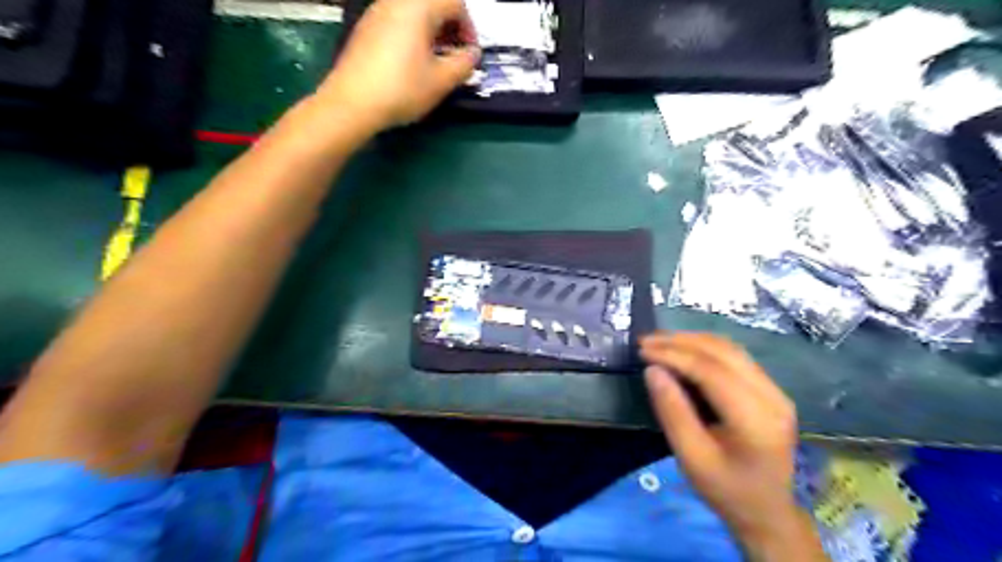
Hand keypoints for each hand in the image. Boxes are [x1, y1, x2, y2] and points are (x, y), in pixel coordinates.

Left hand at [316, 0, 480, 131]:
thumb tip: (472, 55)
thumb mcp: (441, 81)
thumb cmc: (401, 89)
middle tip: (455, 56)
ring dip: (432, 32)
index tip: (469, 54)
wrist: (352, 103)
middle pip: (433, 3)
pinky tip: (412, 63)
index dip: (469, 28)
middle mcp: (395, 2)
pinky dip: (413, 35)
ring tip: (435, 62)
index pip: (455, 3)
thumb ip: (463, 64)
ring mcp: (377, 12)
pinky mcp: (366, 28)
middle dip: (450, 28)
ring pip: (414, 12)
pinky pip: (397, 21)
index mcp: (418, 7)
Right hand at [641, 333, 822, 556]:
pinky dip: (704, 348)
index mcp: (756, 420)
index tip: (642, 351)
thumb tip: (652, 370)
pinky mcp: (770, 389)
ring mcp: (775, 391)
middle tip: (645, 341)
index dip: (674, 355)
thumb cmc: (725, 489)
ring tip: (658, 341)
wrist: (766, 511)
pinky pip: (735, 357)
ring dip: (691, 340)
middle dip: (680, 342)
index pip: (712, 372)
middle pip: (723, 353)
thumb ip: (672, 412)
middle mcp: (772, 397)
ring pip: (730, 349)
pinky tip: (682, 350)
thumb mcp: (691, 457)